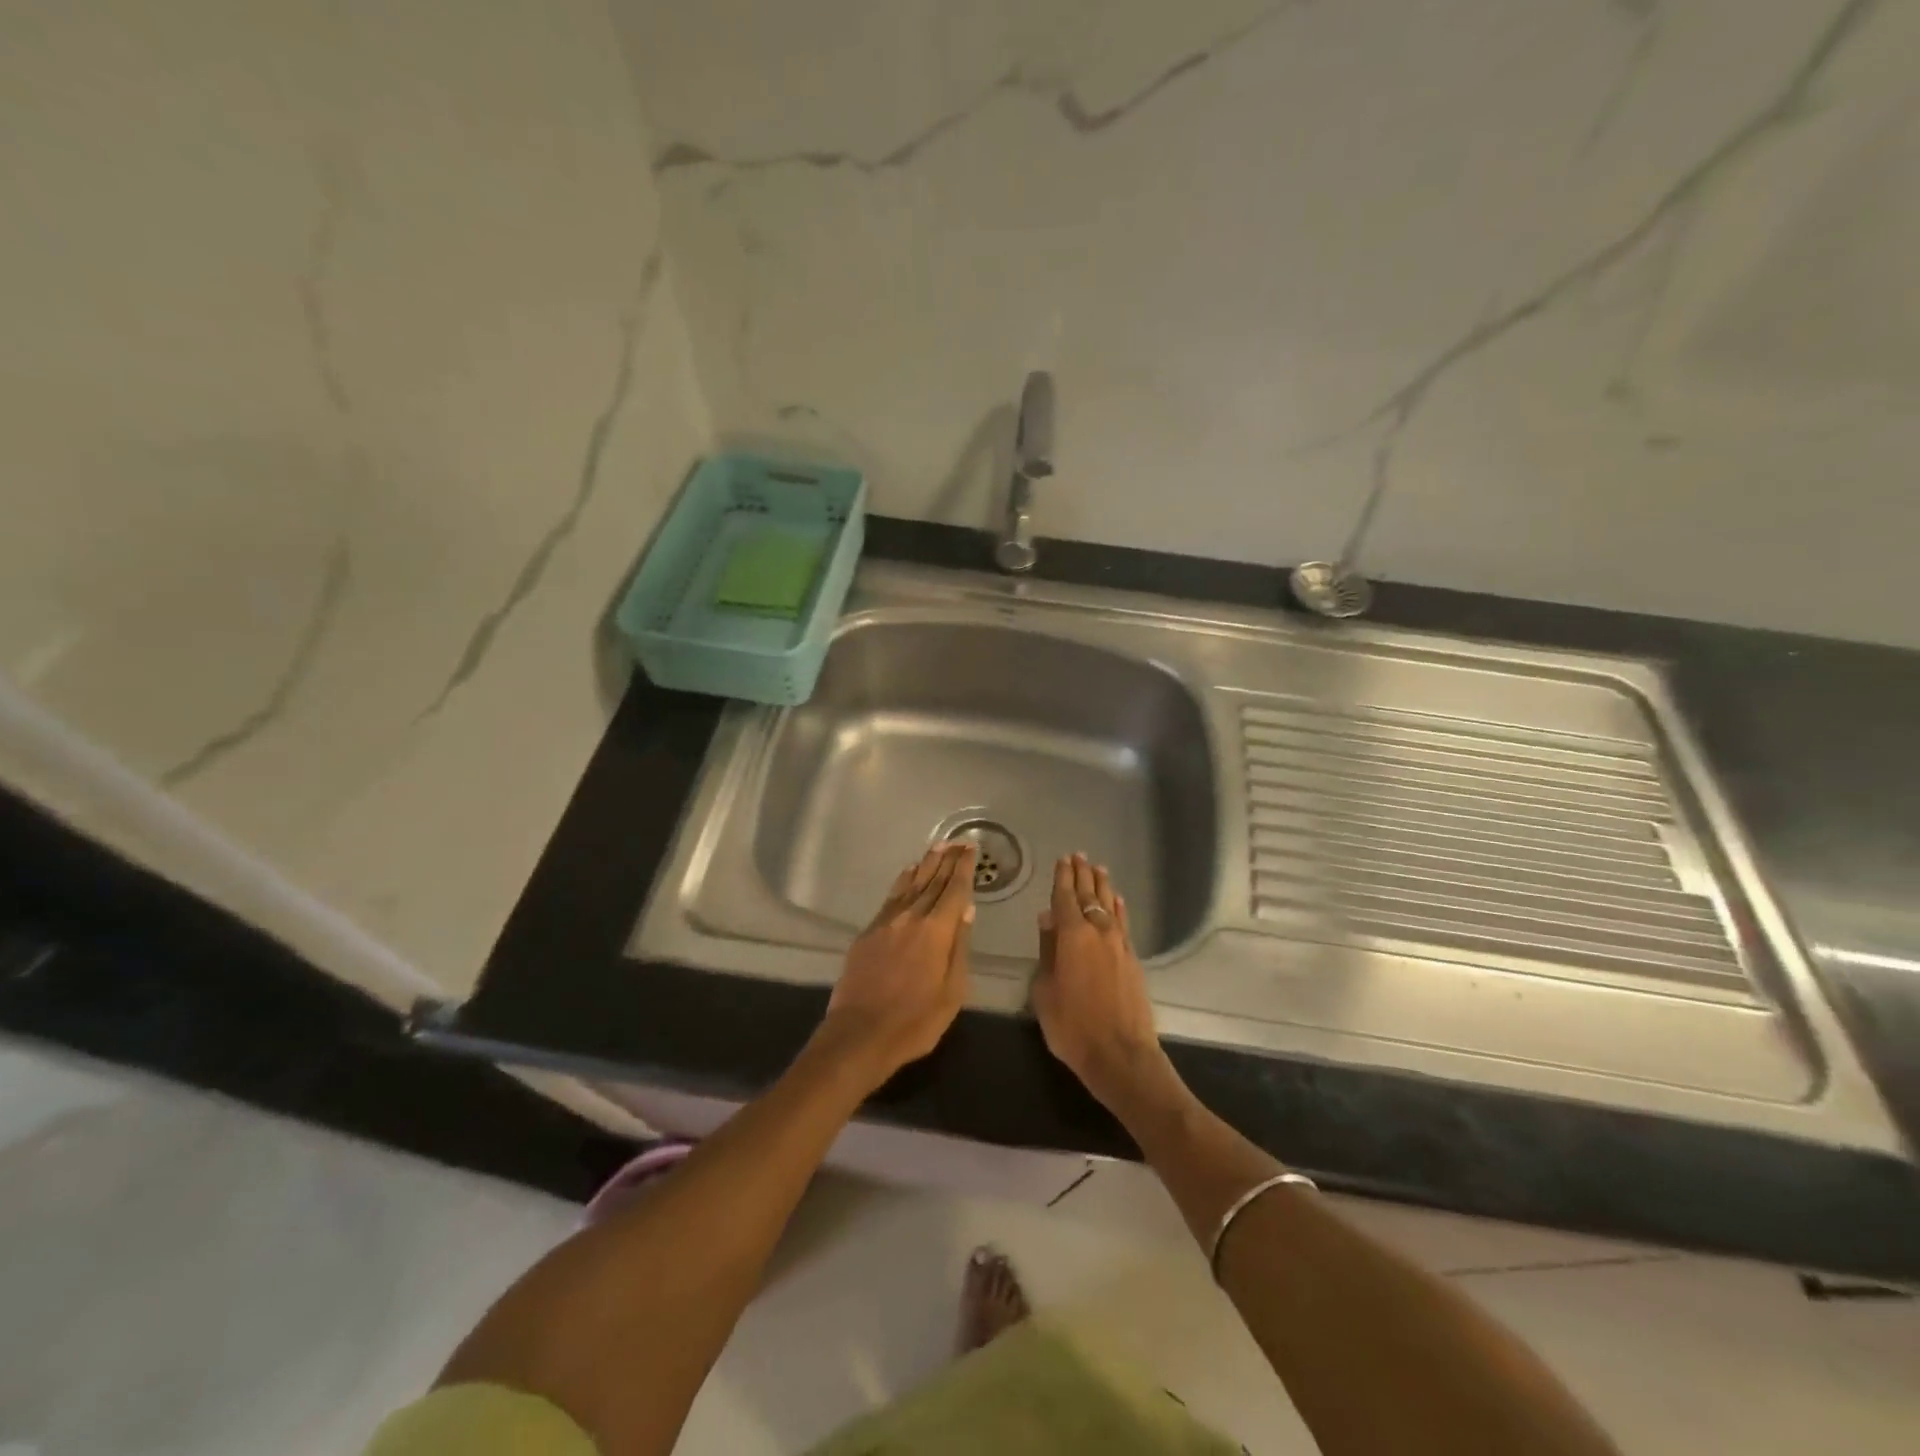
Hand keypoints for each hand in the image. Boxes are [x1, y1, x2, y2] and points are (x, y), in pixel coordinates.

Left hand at [815, 842, 975, 1089]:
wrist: (860, 1034)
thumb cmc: (915, 1020)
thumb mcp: (952, 991)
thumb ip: (959, 947)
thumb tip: (966, 910)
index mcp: (937, 930)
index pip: (955, 890)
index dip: (964, 868)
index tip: (971, 849)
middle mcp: (911, 917)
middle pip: (933, 881)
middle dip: (947, 860)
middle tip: (959, 841)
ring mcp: (886, 922)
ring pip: (911, 884)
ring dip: (926, 864)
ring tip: (938, 847)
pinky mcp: (868, 932)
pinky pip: (891, 897)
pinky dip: (903, 881)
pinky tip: (908, 873)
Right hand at [1031, 853, 1178, 1113]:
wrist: (1120, 1055)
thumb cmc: (1072, 1026)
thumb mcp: (1045, 991)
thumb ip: (1046, 951)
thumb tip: (1047, 920)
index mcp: (1071, 936)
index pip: (1064, 898)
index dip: (1062, 877)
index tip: (1062, 859)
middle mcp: (1097, 932)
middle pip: (1088, 896)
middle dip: (1082, 875)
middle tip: (1078, 856)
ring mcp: (1119, 944)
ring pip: (1109, 906)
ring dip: (1102, 886)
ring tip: (1098, 869)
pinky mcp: (1132, 959)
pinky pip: (1123, 923)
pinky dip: (1118, 908)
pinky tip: (1117, 900)